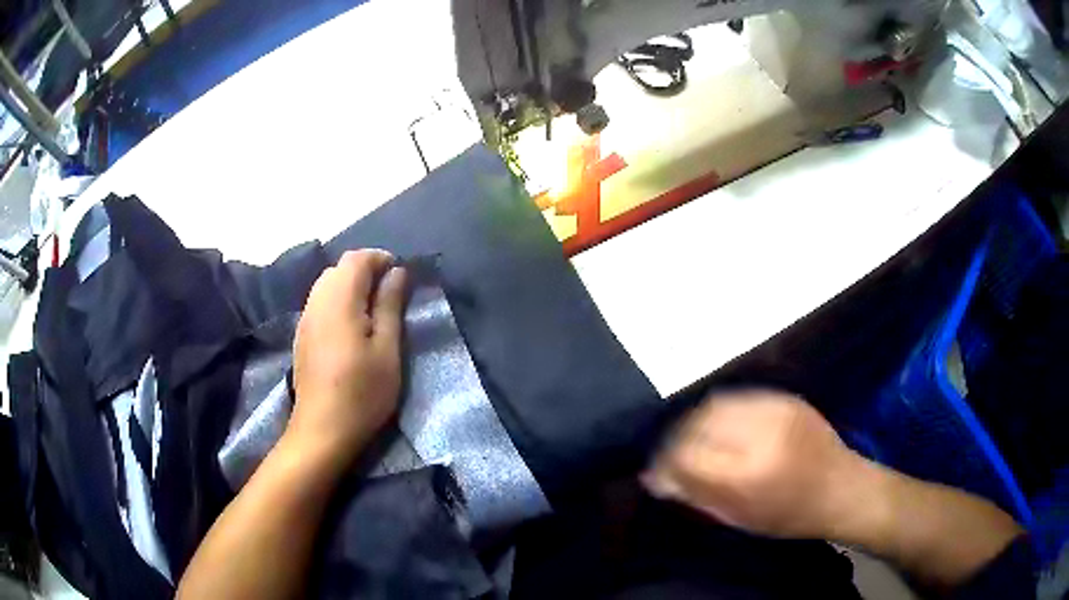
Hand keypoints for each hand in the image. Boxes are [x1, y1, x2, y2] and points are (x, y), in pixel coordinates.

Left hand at [287, 250, 407, 471]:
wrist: (322, 430)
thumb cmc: (362, 392)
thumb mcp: (387, 349)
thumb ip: (390, 305)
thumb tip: (397, 272)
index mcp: (339, 300)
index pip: (356, 259)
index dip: (380, 258)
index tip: (401, 276)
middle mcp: (317, 302)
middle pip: (338, 268)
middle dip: (365, 271)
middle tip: (390, 294)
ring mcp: (305, 319)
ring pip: (326, 284)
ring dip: (350, 286)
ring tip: (373, 311)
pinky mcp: (302, 336)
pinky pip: (319, 302)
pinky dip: (338, 301)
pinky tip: (351, 327)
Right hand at [644, 389, 869, 539]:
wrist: (843, 488)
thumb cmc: (791, 516)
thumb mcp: (740, 519)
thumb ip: (696, 495)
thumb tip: (656, 479)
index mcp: (748, 473)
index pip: (686, 456)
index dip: (664, 463)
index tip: (657, 475)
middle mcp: (759, 433)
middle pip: (697, 423)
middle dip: (676, 439)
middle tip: (673, 456)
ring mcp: (775, 409)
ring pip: (715, 404)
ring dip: (696, 422)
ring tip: (696, 440)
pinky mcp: (785, 398)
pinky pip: (739, 398)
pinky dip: (721, 413)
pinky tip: (722, 429)